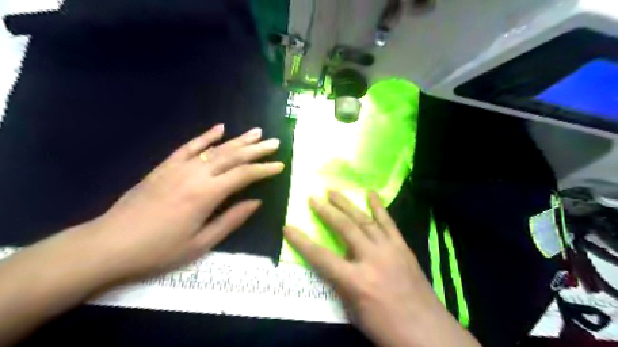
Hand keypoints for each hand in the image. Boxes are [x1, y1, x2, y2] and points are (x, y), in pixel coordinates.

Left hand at [66, 125, 281, 284]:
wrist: (109, 245)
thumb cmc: (160, 250)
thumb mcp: (201, 243)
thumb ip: (231, 219)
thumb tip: (256, 202)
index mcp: (207, 194)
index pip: (244, 175)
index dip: (264, 169)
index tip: (280, 165)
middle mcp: (196, 174)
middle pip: (232, 156)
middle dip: (256, 149)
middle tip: (274, 142)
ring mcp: (178, 167)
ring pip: (215, 148)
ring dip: (238, 139)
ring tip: (255, 132)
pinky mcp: (165, 166)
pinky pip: (189, 146)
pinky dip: (206, 136)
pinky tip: (219, 128)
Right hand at [282, 190, 479, 346]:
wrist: (427, 331)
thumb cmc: (385, 327)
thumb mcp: (354, 312)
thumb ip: (341, 284)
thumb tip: (334, 264)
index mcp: (356, 280)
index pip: (321, 256)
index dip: (301, 241)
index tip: (288, 227)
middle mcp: (371, 258)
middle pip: (344, 228)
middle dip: (326, 211)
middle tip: (313, 198)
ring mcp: (389, 249)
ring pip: (364, 220)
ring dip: (347, 204)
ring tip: (333, 191)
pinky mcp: (402, 246)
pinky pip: (388, 222)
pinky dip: (378, 206)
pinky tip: (371, 193)